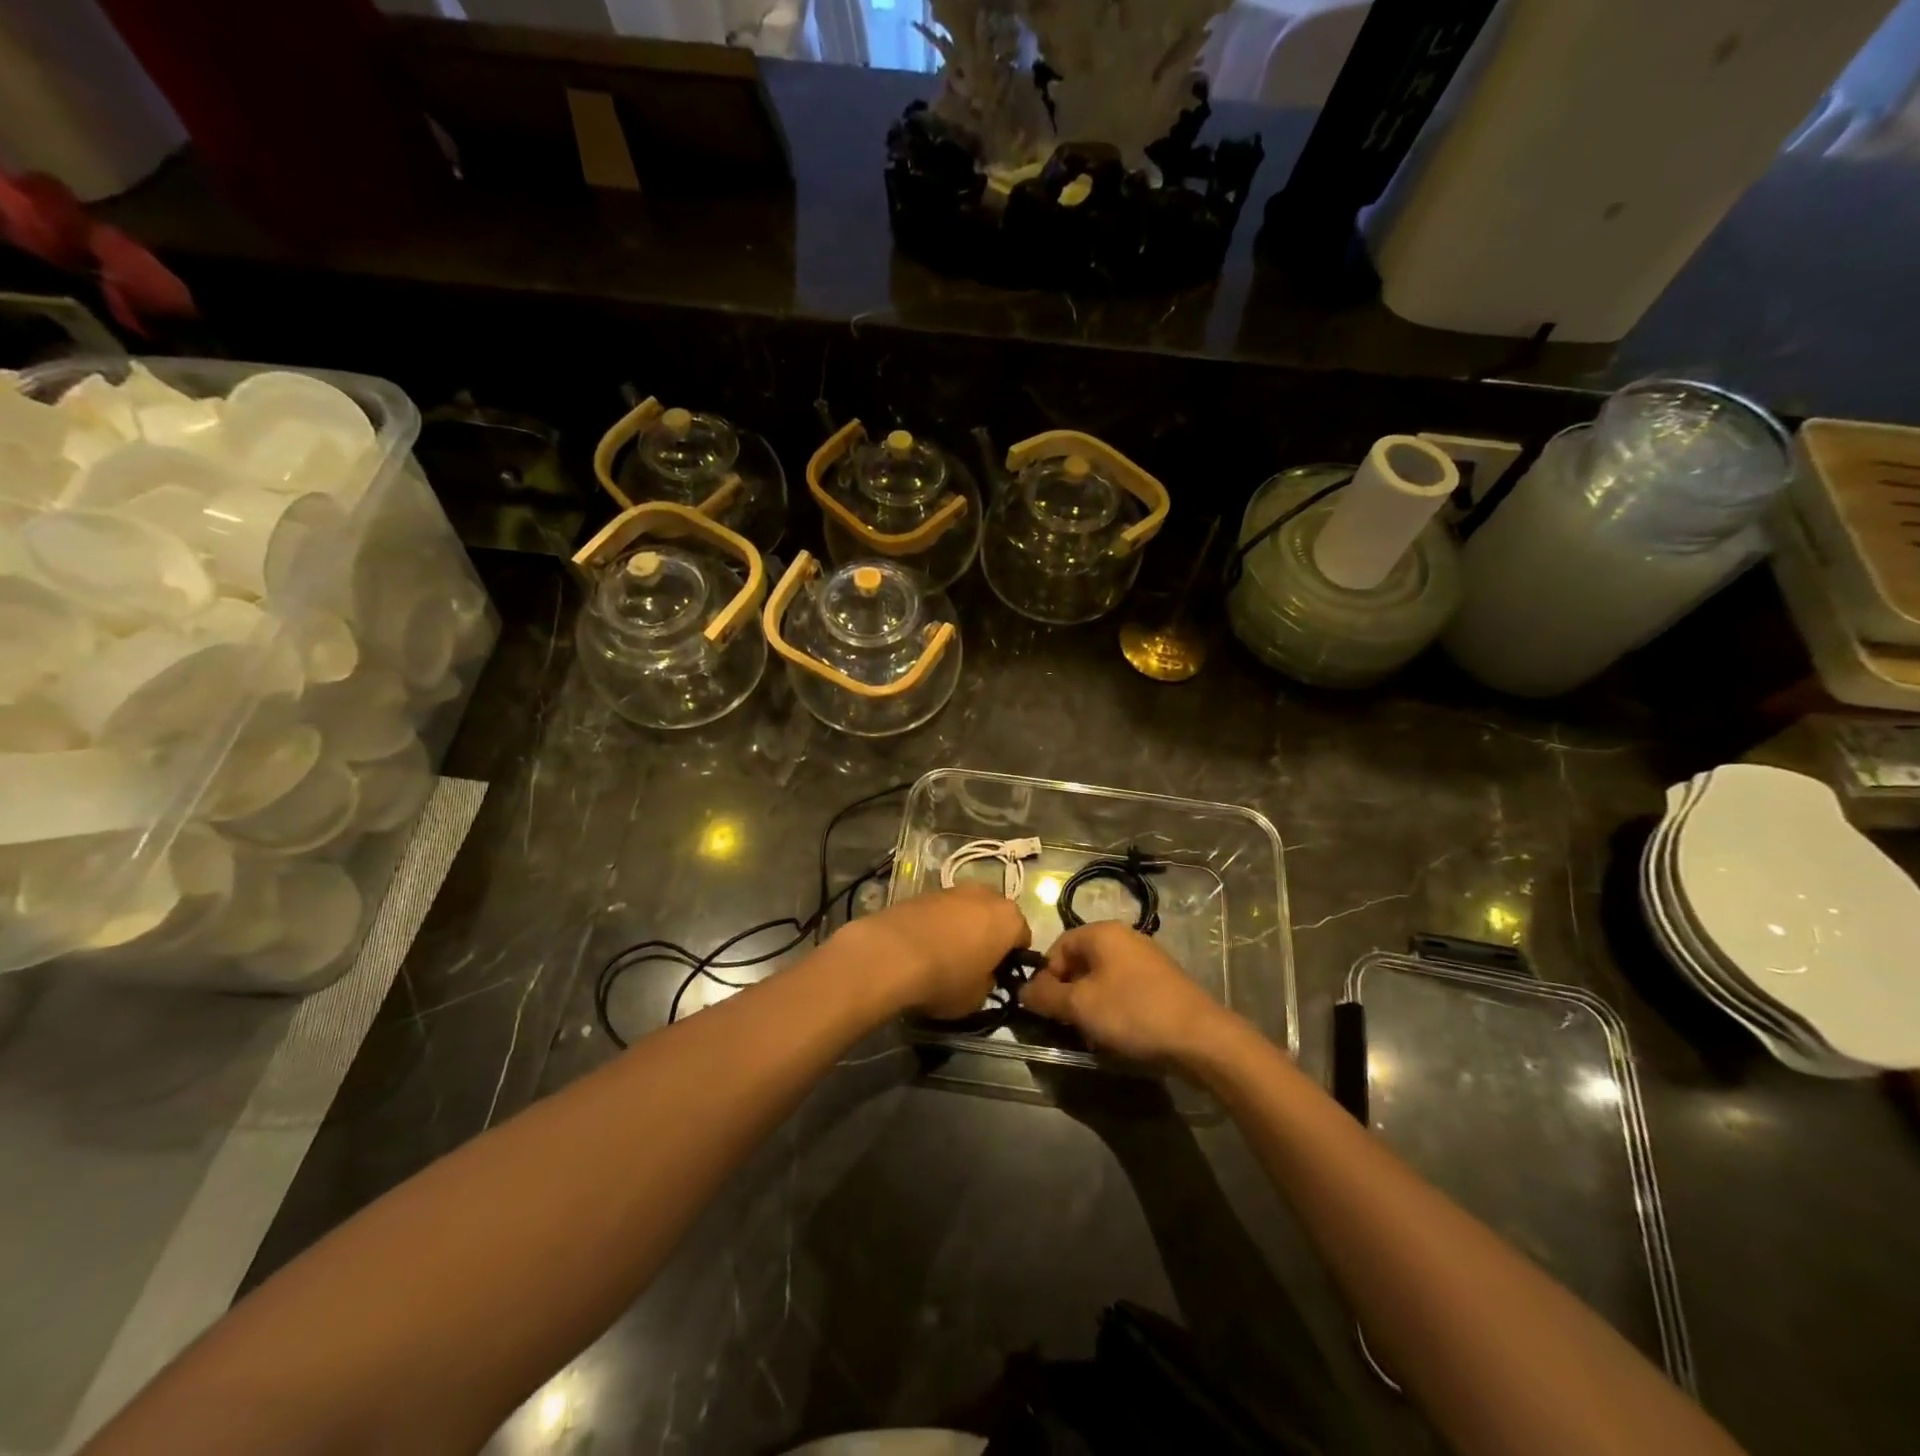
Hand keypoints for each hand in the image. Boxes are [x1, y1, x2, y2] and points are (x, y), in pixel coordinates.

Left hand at [838, 886, 1030, 1019]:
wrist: (891, 954)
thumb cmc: (945, 978)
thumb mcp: (977, 997)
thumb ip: (989, 982)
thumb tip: (983, 975)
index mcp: (1009, 919)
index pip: (1023, 938)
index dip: (1013, 958)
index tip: (999, 975)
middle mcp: (986, 895)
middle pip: (995, 916)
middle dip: (989, 935)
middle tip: (974, 962)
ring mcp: (954, 889)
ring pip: (968, 910)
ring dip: (963, 927)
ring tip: (945, 953)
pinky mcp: (924, 891)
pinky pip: (942, 910)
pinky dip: (938, 923)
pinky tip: (924, 945)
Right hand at [1019, 922, 1233, 1065]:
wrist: (1200, 1038)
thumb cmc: (1132, 1012)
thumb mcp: (1080, 1006)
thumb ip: (1045, 996)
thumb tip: (1022, 990)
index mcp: (1102, 933)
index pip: (1057, 948)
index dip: (1045, 978)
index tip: (1045, 1009)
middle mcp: (1124, 937)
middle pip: (1080, 963)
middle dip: (1068, 995)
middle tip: (1067, 1026)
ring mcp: (1146, 959)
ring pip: (1101, 980)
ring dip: (1090, 1007)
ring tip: (1092, 1036)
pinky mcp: (1162, 983)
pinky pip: (1124, 991)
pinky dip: (1113, 1010)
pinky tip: (1117, 1036)